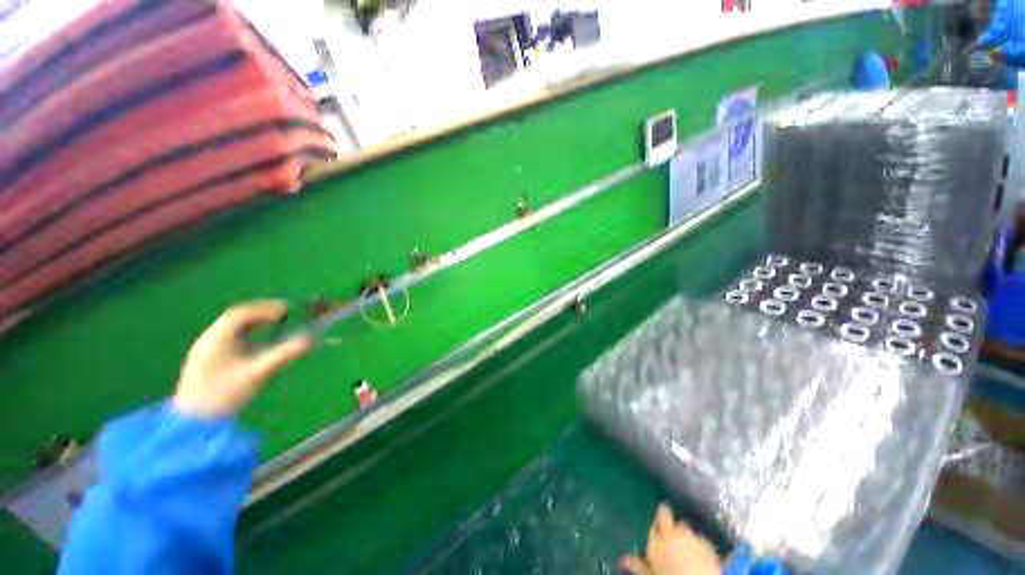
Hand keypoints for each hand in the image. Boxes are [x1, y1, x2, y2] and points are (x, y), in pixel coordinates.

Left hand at [173, 300, 310, 417]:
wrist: (194, 422)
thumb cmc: (225, 394)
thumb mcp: (258, 373)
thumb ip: (284, 354)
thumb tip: (310, 340)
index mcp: (216, 338)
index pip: (241, 314)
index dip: (266, 309)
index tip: (288, 310)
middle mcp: (208, 339)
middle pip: (235, 319)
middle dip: (261, 314)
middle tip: (284, 315)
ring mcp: (204, 350)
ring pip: (231, 329)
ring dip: (254, 325)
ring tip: (275, 327)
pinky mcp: (205, 361)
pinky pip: (227, 340)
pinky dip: (246, 336)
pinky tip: (257, 345)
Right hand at [621, 504, 722, 574]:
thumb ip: (639, 566)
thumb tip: (623, 558)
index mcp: (656, 542)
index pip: (652, 527)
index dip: (654, 528)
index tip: (655, 528)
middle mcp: (672, 533)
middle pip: (665, 516)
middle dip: (665, 514)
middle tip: (665, 517)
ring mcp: (691, 536)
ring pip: (683, 526)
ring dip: (682, 530)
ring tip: (683, 539)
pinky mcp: (707, 543)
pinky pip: (699, 537)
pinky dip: (696, 540)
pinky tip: (696, 549)